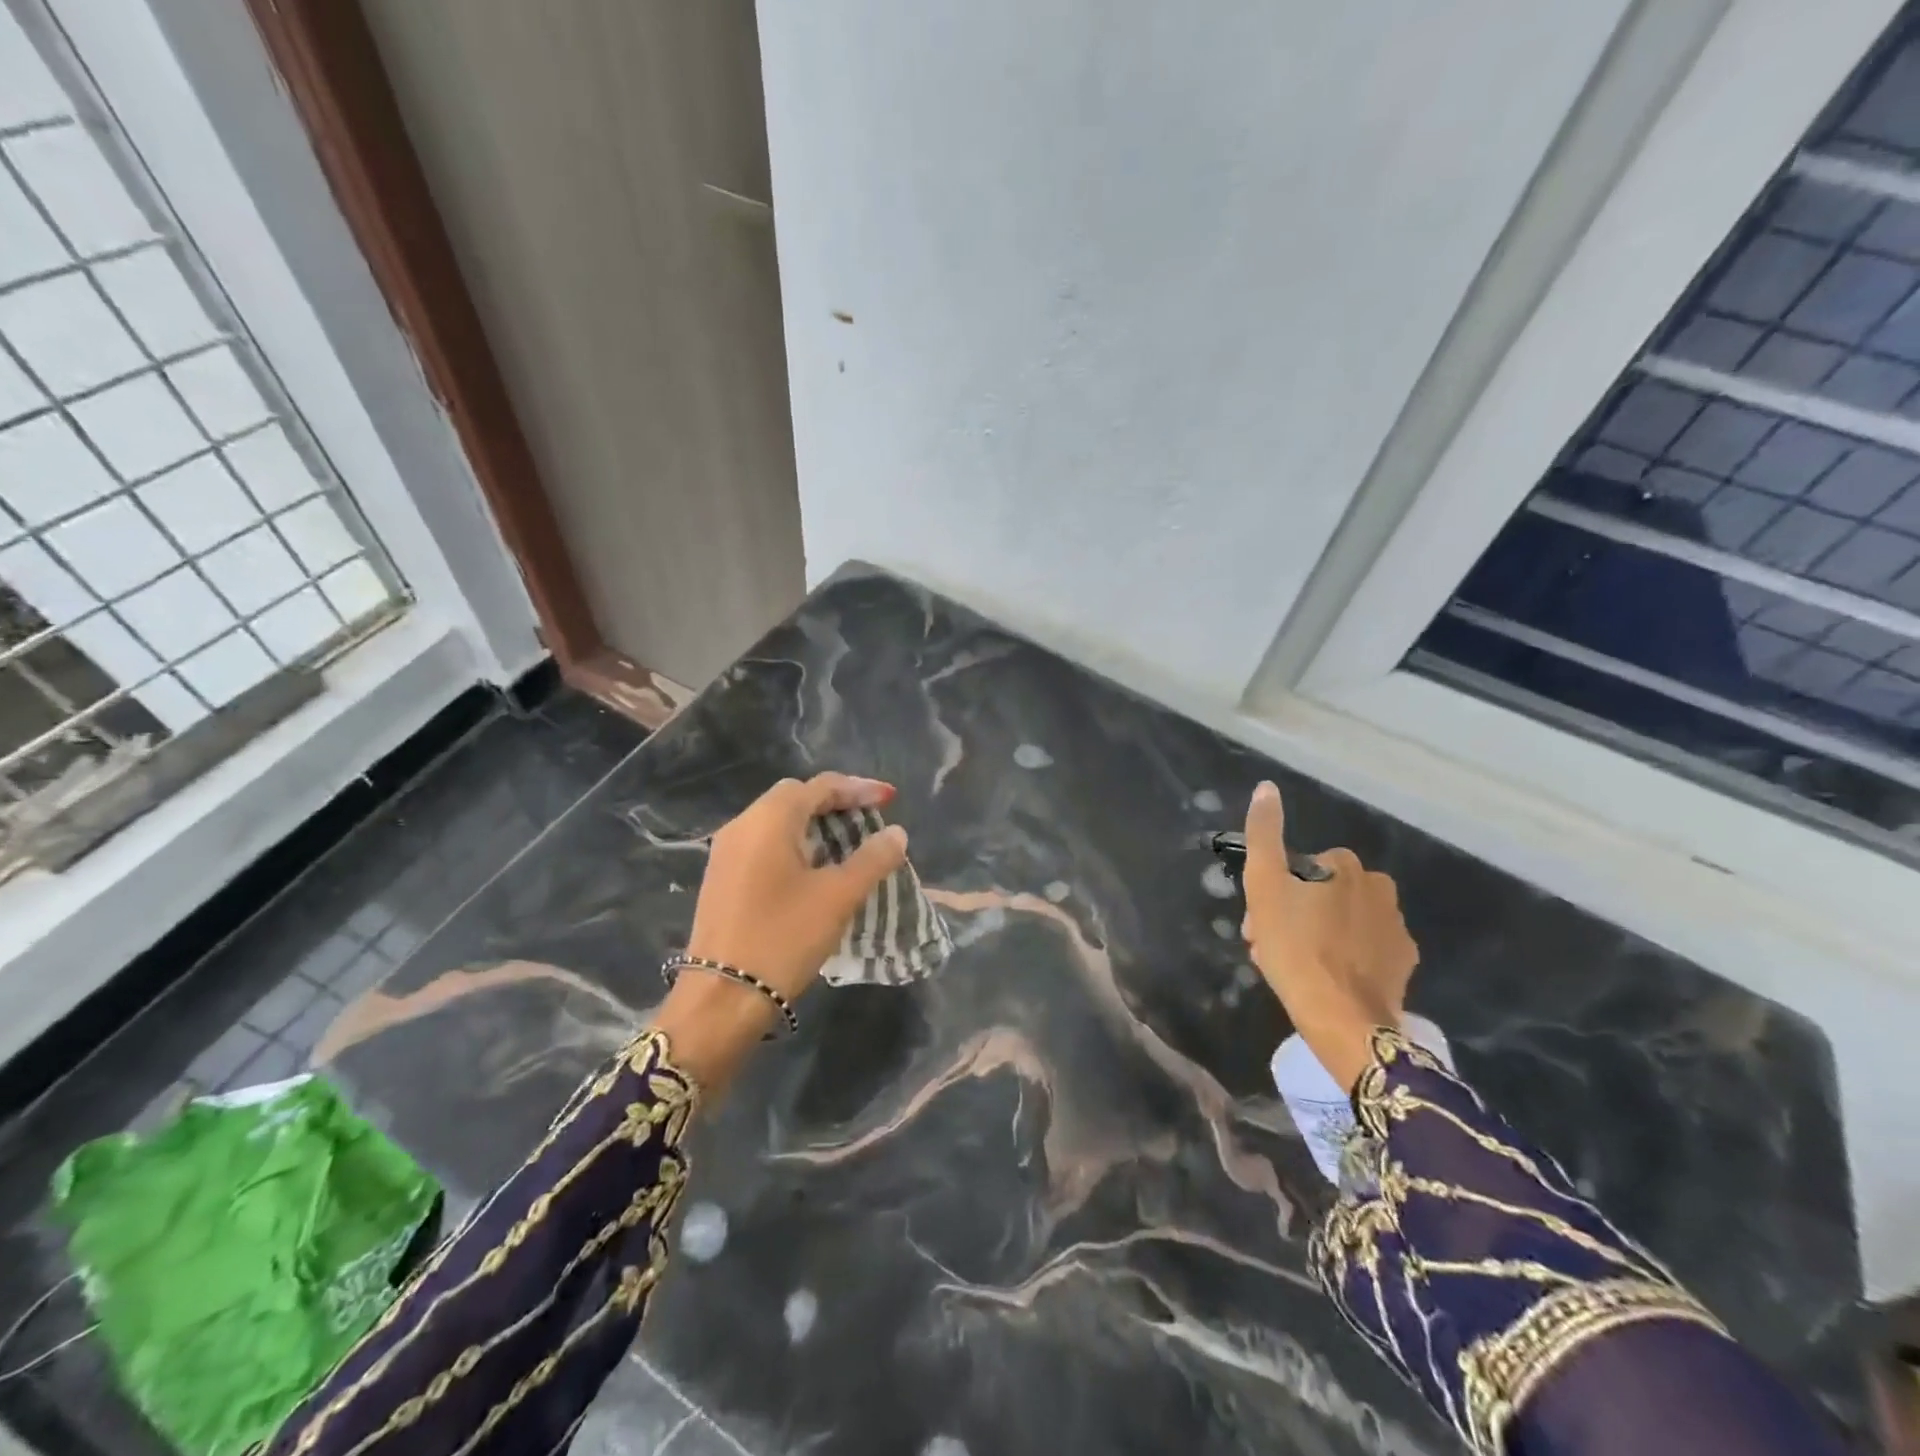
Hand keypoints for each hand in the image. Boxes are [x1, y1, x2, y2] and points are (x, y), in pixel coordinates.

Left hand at [653, 773, 907, 1091]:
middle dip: (834, 802)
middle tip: (867, 817)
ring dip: (814, 824)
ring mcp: (726, 852)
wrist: (722, 998)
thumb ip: (872, 859)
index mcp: (769, 819)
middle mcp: (742, 825)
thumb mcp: (839, 896)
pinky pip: (764, 843)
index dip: (859, 789)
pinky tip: (814, 868)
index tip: (890, 800)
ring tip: (848, 842)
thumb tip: (896, 833)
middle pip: (795, 797)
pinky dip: (794, 843)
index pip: (819, 786)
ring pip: (777, 821)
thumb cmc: (784, 937)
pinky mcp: (721, 877)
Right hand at [1240, 780, 1417, 1092]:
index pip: (1302, 868)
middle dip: (1294, 914)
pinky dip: (1343, 958)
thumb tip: (1267, 787)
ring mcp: (1397, 930)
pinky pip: (1364, 950)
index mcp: (1347, 868)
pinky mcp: (1404, 966)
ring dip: (1315, 935)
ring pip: (1342, 921)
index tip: (1258, 920)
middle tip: (1269, 946)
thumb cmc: (1295, 947)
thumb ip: (1264, 833)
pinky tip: (1323, 979)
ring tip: (1291, 966)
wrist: (1342, 1019)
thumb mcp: (1264, 885)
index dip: (1275, 891)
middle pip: (1322, 894)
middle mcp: (1380, 890)